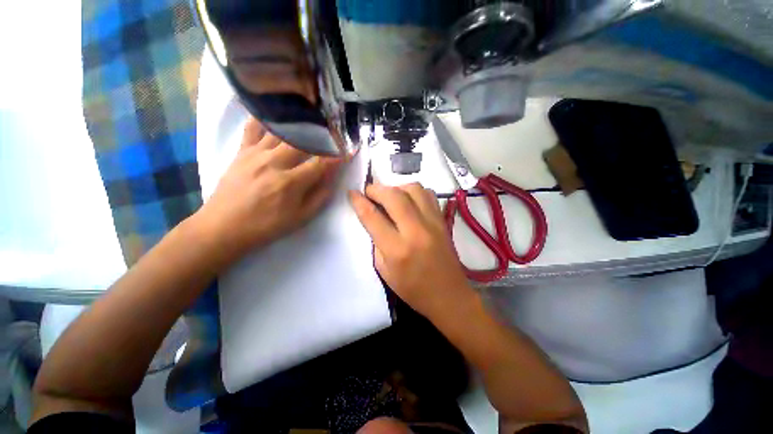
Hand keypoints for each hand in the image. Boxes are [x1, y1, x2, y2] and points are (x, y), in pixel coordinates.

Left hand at [195, 117, 341, 263]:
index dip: (338, 155)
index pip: (321, 162)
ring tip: (312, 120)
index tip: (349, 150)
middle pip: (304, 140)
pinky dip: (266, 118)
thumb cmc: (267, 225)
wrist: (224, 227)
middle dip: (323, 135)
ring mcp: (256, 153)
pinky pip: (253, 127)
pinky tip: (277, 114)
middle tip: (334, 132)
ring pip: (282, 131)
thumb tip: (332, 177)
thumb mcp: (300, 217)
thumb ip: (320, 196)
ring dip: (301, 125)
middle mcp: (275, 162)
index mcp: (291, 182)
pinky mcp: (241, 151)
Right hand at [349, 183, 474, 316]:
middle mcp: (416, 231)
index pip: (373, 217)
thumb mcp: (384, 271)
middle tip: (369, 192)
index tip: (352, 193)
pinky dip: (414, 192)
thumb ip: (376, 242)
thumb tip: (374, 218)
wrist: (448, 295)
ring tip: (389, 196)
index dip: (359, 202)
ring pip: (414, 189)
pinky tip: (408, 200)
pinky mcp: (443, 220)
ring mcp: (433, 223)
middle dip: (377, 189)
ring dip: (397, 188)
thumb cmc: (413, 289)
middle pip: (394, 196)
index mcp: (398, 249)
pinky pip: (428, 195)